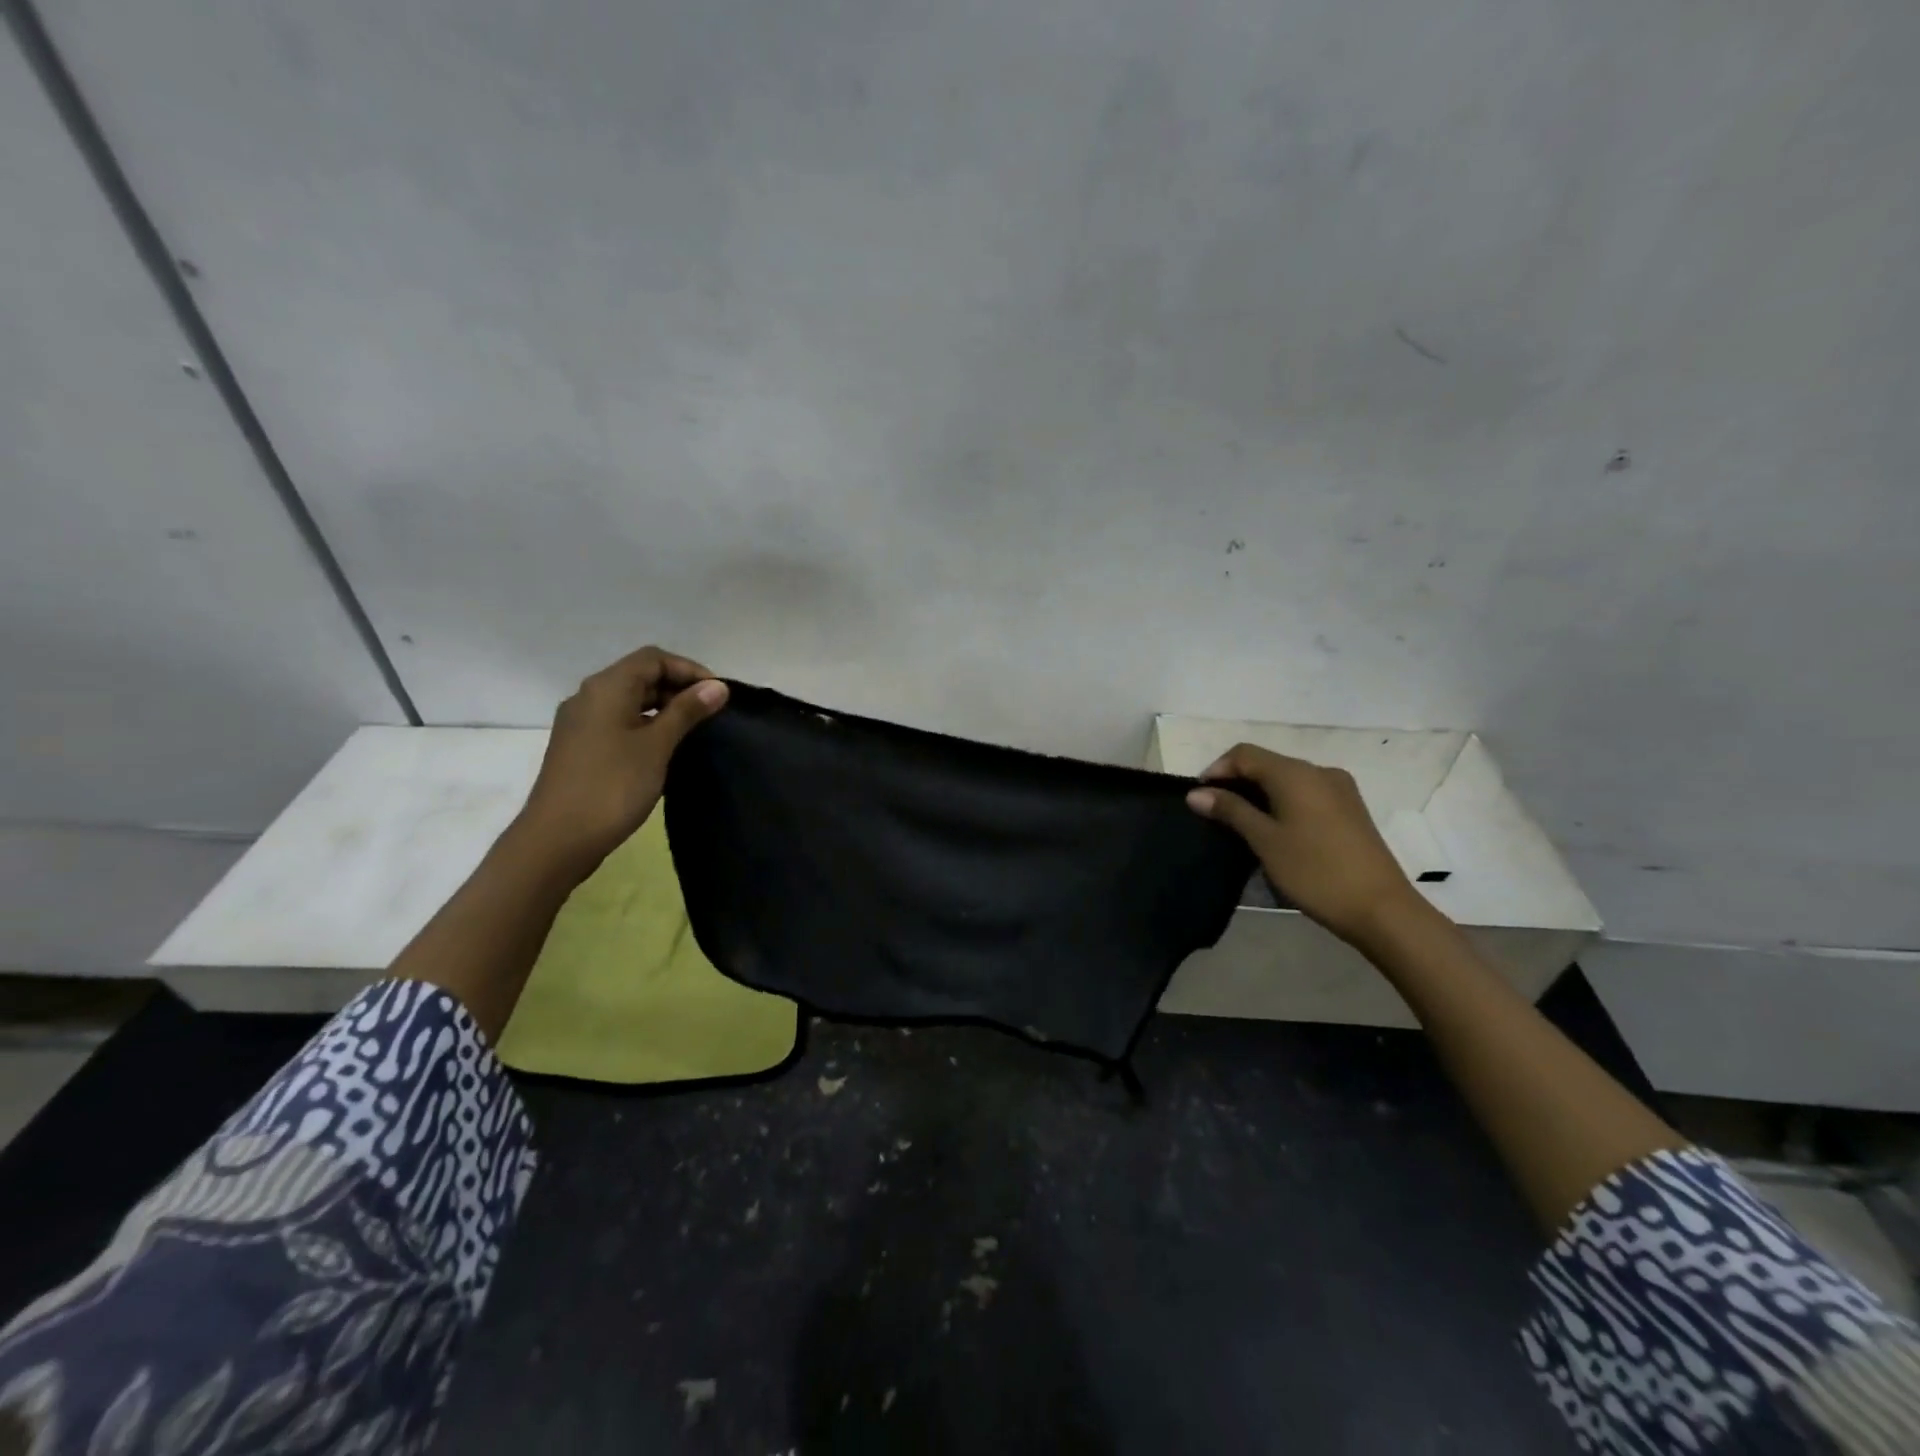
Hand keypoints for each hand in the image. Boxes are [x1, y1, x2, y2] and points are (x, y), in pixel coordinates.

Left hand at [514, 647, 727, 880]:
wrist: (557, 840)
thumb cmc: (612, 786)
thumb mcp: (657, 746)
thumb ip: (687, 711)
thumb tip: (718, 686)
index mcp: (606, 688)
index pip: (653, 659)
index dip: (689, 669)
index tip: (718, 695)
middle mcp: (589, 697)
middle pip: (640, 676)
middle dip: (678, 688)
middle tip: (711, 714)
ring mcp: (581, 723)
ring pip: (629, 701)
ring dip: (663, 708)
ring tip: (694, 732)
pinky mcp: (580, 747)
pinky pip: (618, 722)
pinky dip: (645, 726)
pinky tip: (665, 750)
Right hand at [1186, 744, 1423, 947]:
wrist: (1381, 909)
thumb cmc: (1315, 871)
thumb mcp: (1265, 841)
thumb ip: (1230, 811)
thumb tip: (1196, 793)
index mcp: (1295, 773)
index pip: (1244, 754)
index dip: (1217, 769)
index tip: (1199, 798)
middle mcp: (1319, 771)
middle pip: (1267, 763)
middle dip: (1236, 782)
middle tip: (1214, 812)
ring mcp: (1340, 789)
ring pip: (1287, 779)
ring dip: (1259, 793)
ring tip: (1240, 823)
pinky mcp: (1350, 809)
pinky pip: (1306, 793)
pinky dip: (1282, 802)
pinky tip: (1275, 829)